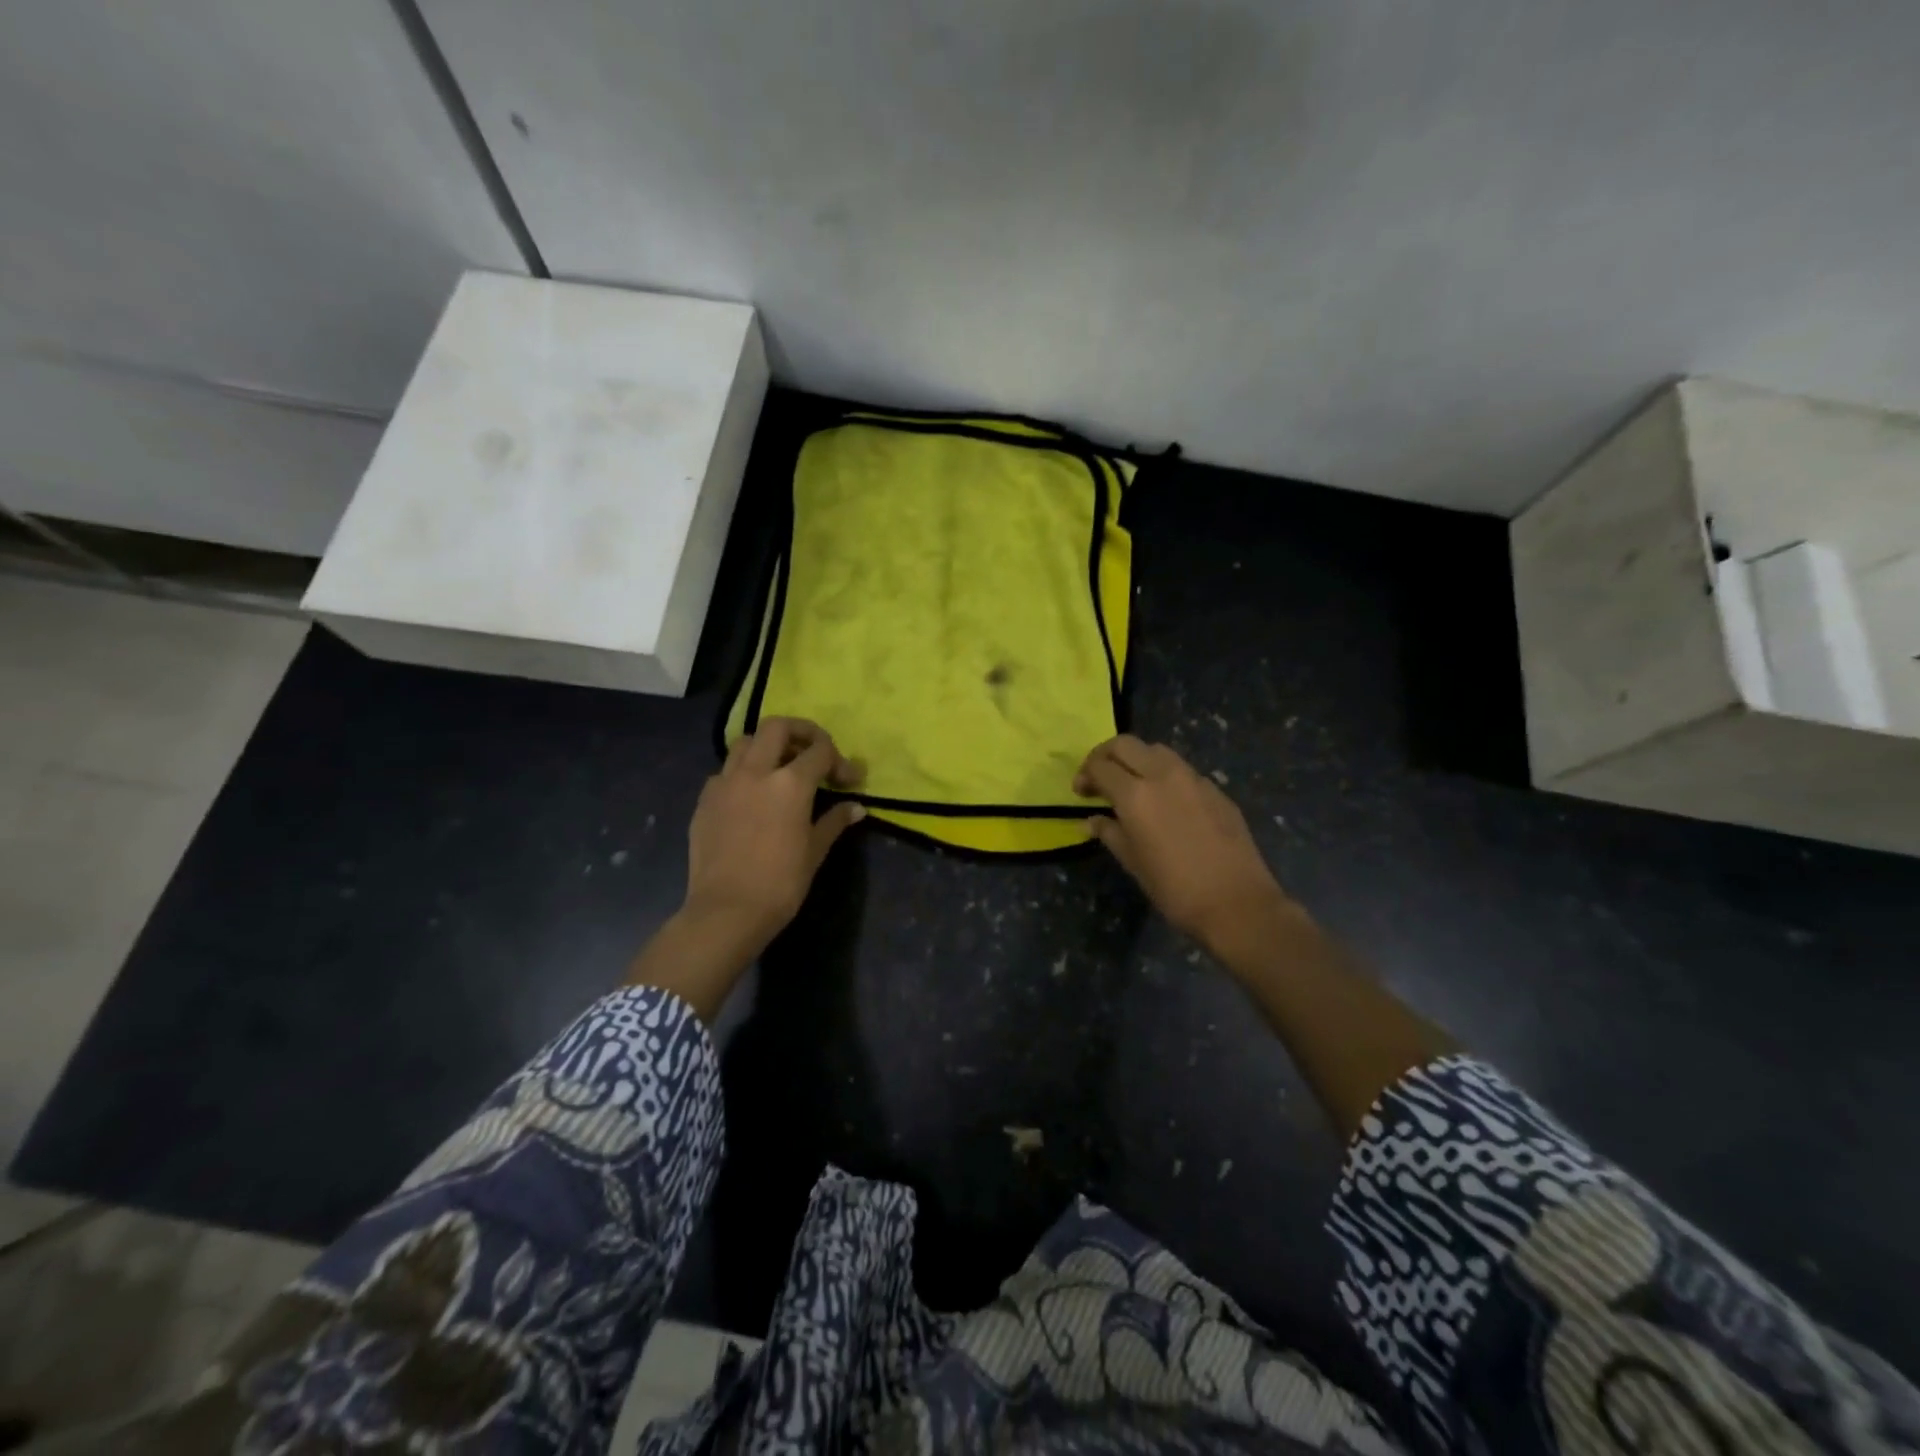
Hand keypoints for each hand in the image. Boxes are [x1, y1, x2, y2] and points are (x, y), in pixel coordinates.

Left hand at [684, 717, 865, 948]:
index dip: (839, 760)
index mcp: (790, 783)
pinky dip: (742, 773)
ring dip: (766, 746)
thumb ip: (834, 821)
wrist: (726, 911)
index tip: (849, 780)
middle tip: (813, 752)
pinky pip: (725, 772)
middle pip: (777, 727)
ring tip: (779, 768)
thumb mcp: (815, 851)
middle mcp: (756, 772)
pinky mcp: (705, 800)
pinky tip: (750, 796)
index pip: (820, 750)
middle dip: (800, 732)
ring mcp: (725, 783)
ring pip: (745, 742)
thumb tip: (857, 807)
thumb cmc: (780, 883)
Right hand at [1075, 735, 1292, 956]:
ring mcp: (1193, 779)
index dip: (1084, 774)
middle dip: (1106, 755)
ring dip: (1137, 759)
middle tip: (1100, 778)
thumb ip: (1109, 833)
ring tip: (1132, 784)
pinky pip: (1182, 769)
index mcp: (1135, 795)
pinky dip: (1164, 774)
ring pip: (1156, 750)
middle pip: (1126, 744)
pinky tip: (1166, 801)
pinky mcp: (1215, 789)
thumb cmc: (1175, 889)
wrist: (1237, 903)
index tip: (1081, 792)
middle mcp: (1163, 775)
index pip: (1100, 766)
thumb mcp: (1133, 863)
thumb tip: (1091, 820)